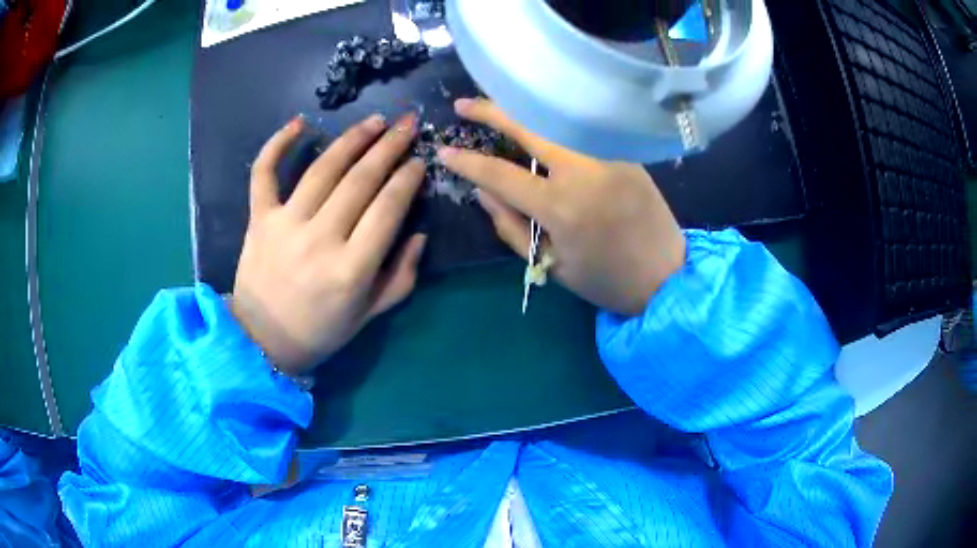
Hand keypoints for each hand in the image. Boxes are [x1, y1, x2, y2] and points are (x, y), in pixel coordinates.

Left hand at [231, 113, 425, 375]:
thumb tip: (419, 234)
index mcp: (352, 269)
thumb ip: (401, 276)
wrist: (262, 340)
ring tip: (375, 121)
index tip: (419, 160)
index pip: (388, 208)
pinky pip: (264, 174)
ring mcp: (285, 225)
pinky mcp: (259, 219)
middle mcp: (320, 239)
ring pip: (322, 169)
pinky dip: (277, 145)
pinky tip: (299, 123)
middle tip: (407, 123)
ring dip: (352, 139)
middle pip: (360, 180)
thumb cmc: (321, 331)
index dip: (407, 179)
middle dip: (389, 147)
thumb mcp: (370, 314)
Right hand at [439, 98, 685, 316]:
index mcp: (561, 207)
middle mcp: (584, 170)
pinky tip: (538, 121)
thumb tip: (482, 189)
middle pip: (529, 126)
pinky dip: (554, 121)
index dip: (467, 162)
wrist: (667, 276)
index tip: (444, 151)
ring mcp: (608, 155)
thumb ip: (510, 225)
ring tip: (497, 106)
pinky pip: (581, 130)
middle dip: (491, 111)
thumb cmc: (606, 280)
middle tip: (463, 104)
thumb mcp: (551, 263)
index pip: (500, 173)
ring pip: (557, 120)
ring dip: (522, 110)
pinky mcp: (626, 152)